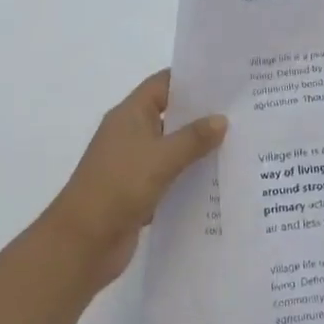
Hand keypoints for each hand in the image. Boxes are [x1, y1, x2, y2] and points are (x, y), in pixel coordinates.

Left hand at [44, 70, 226, 287]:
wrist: (82, 244)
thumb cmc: (118, 187)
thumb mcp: (161, 158)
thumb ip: (193, 138)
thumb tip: (221, 119)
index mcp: (130, 115)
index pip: (163, 84)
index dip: (192, 79)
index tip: (226, 81)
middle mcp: (130, 134)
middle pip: (170, 115)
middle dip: (202, 115)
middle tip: (241, 112)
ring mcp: (133, 164)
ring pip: (172, 148)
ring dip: (198, 149)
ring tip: (239, 144)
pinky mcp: (138, 192)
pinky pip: (170, 177)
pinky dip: (189, 178)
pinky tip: (220, 180)